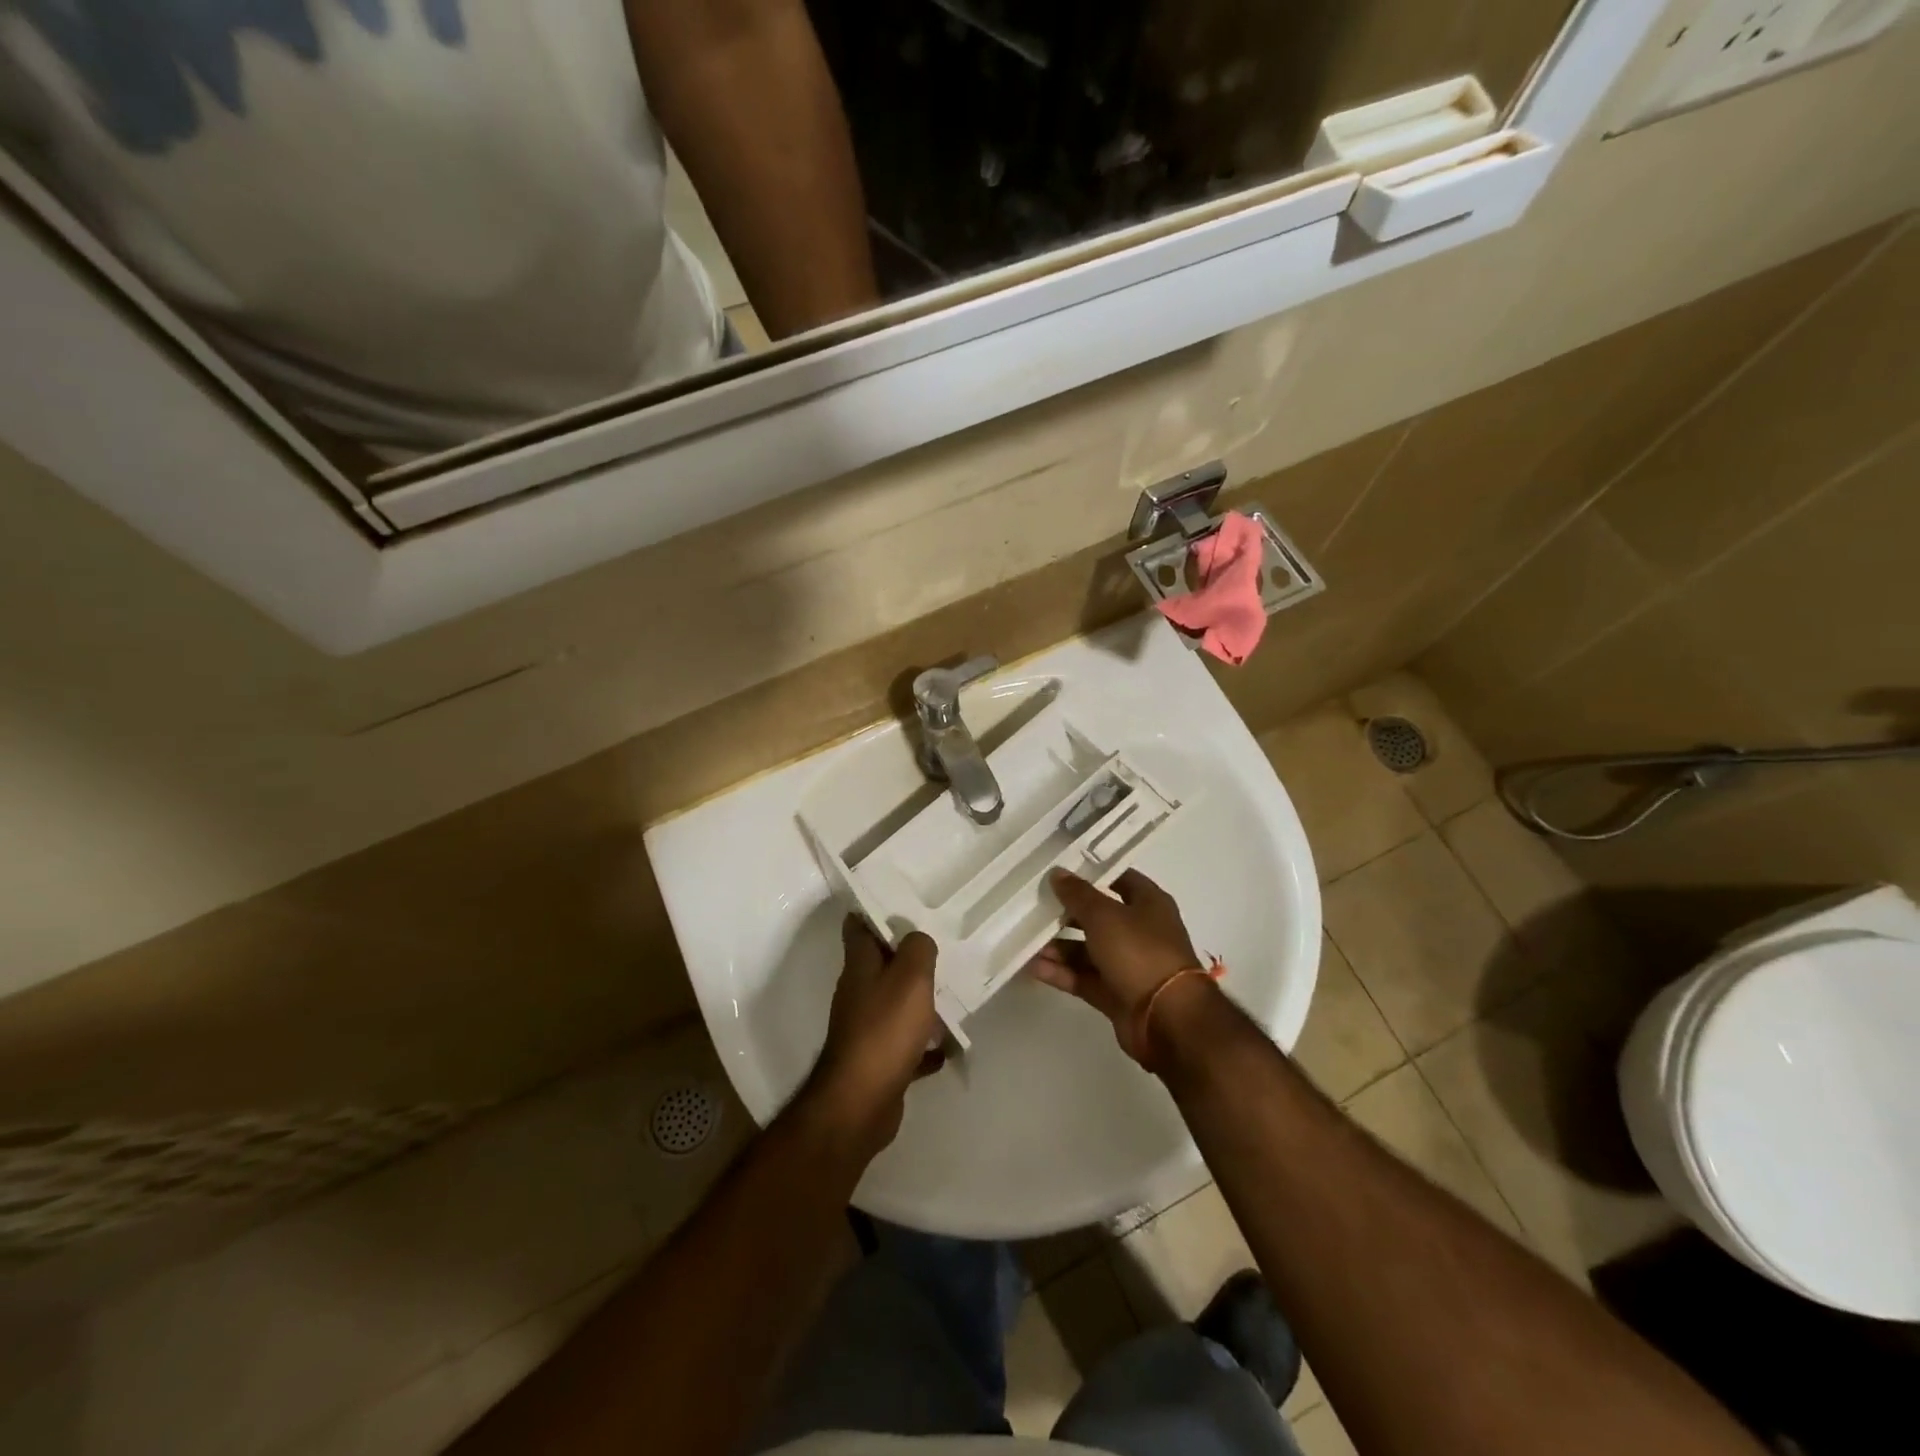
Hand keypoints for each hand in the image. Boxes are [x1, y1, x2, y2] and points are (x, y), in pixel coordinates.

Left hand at [806, 917, 943, 1154]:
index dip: (876, 910)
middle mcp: (858, 993)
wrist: (861, 1103)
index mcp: (859, 966)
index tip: (905, 901)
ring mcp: (866, 1028)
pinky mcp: (877, 1061)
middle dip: (908, 956)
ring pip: (895, 1004)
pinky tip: (945, 1046)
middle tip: (941, 945)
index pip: (859, 926)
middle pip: (881, 965)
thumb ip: (919, 949)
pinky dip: (923, 1044)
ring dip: (919, 1001)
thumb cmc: (885, 1030)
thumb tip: (919, 939)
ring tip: (951, 992)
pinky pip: (904, 1044)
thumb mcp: (911, 977)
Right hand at [1028, 869, 1207, 1062]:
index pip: (1118, 879)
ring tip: (1027, 940)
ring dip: (1059, 946)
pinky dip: (1062, 973)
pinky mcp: (1116, 994)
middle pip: (1099, 916)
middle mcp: (1140, 931)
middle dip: (1067, 913)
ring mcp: (1129, 965)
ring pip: (1088, 950)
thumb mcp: (1105, 916)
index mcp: (1149, 904)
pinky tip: (1033, 966)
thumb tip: (1057, 873)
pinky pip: (1084, 978)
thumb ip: (1078, 895)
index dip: (1091, 873)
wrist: (1167, 1019)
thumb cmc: (1140, 953)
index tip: (1059, 871)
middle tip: (1034, 906)